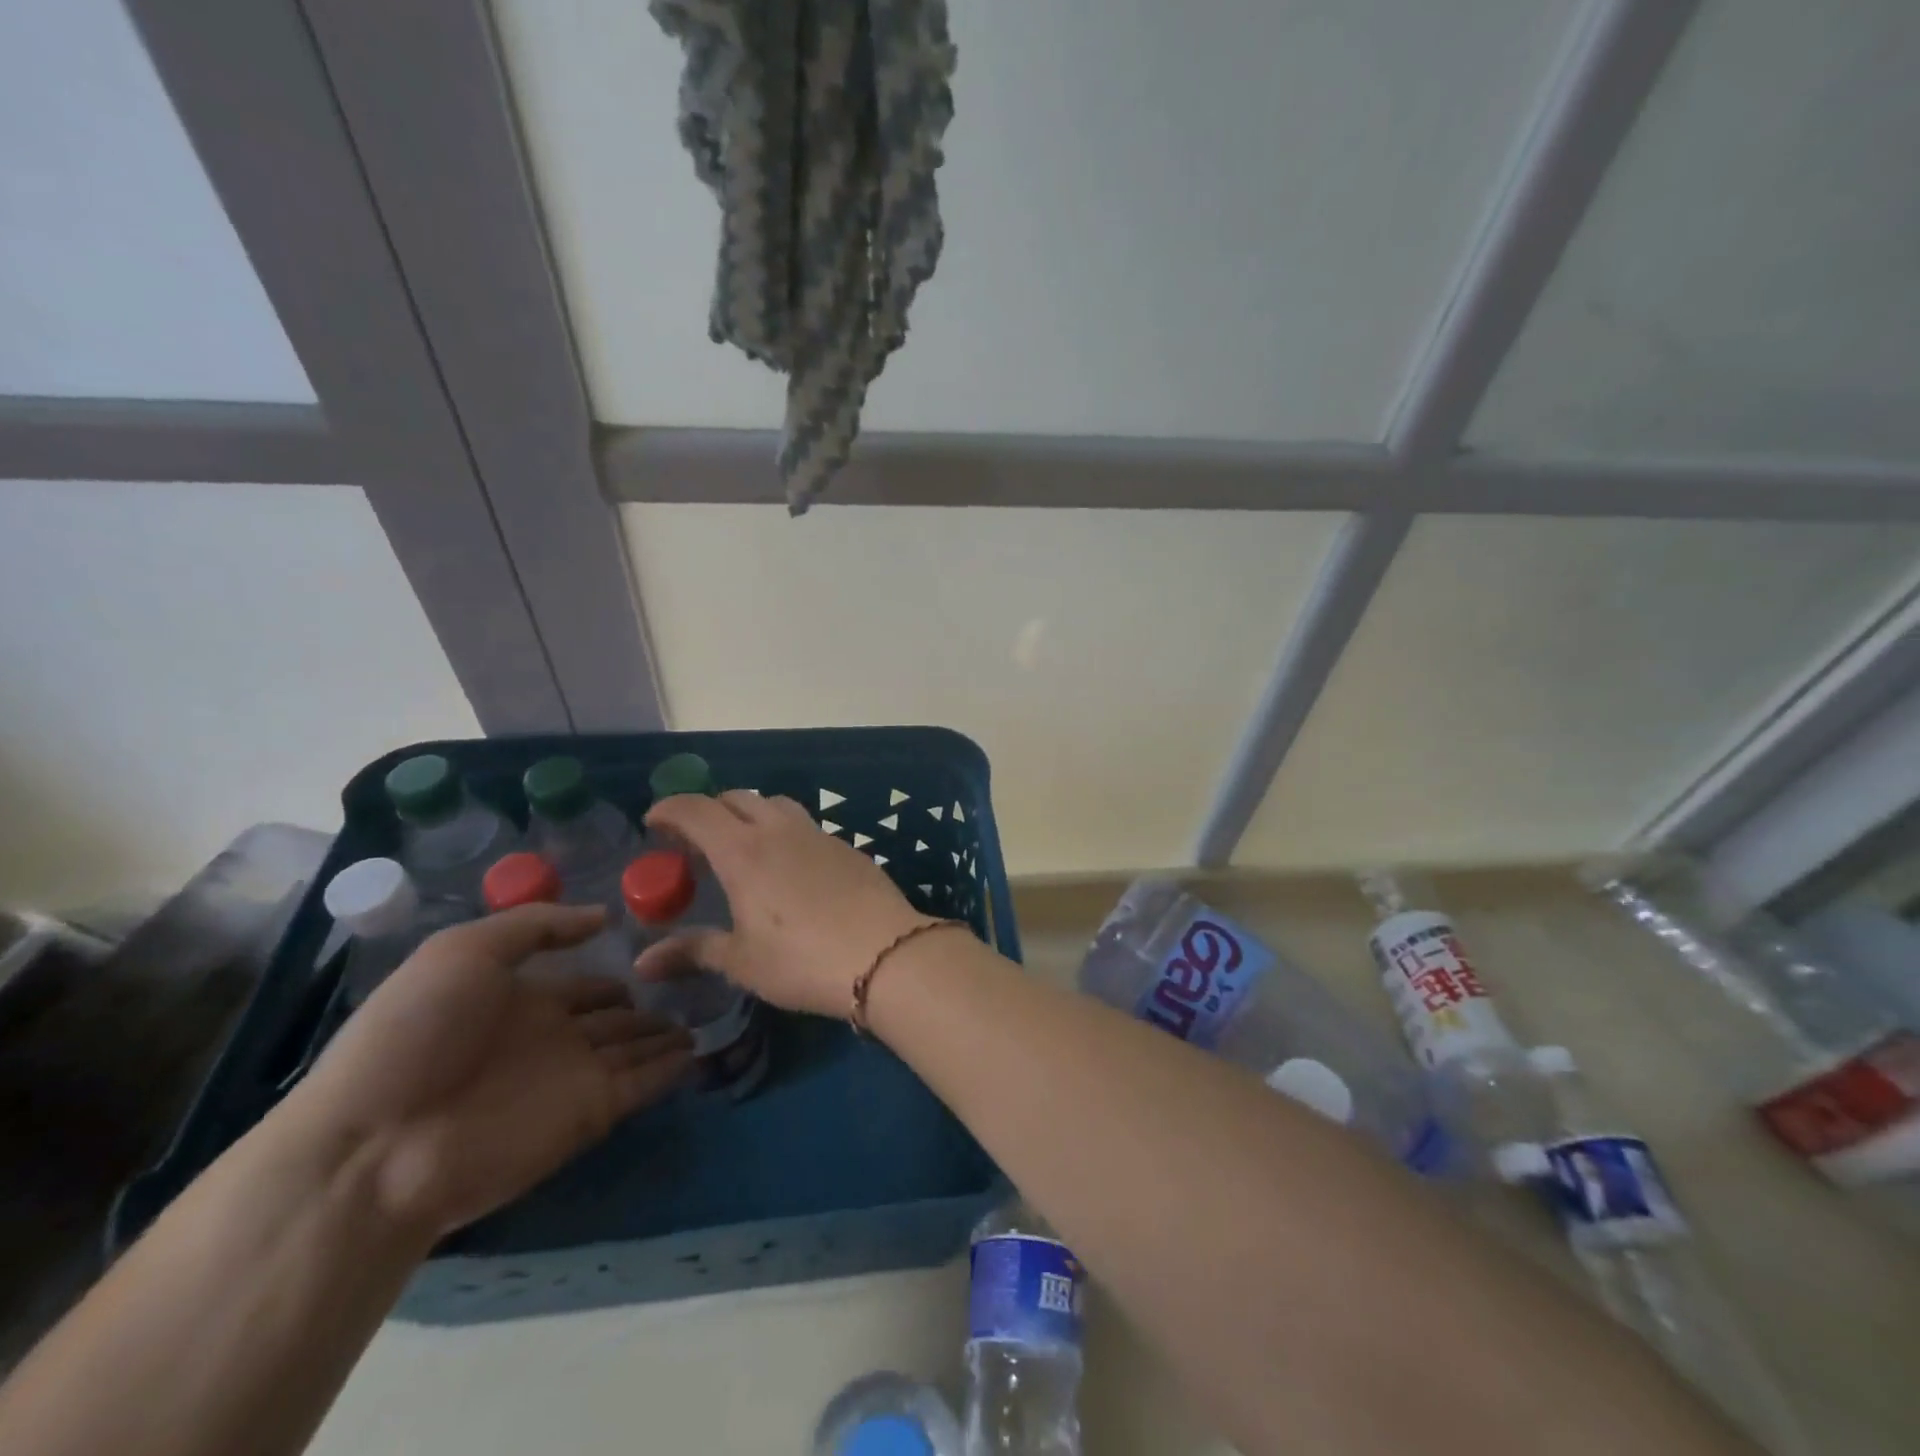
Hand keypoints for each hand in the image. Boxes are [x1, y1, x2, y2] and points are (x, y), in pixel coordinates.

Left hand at [287, 904, 692, 1236]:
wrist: (376, 1148)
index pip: (584, 985)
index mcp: (521, 1001)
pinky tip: (699, 1051)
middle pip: (614, 1019)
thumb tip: (604, 916)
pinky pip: (643, 1084)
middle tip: (696, 989)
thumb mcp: (462, 951)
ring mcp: (573, 1078)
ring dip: (666, 1036)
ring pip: (635, 1049)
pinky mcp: (591, 1113)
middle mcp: (552, 1038)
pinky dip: (671, 1069)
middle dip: (648, 1007)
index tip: (657, 958)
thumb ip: (536, 924)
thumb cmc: (414, 1035)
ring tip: (707, 1018)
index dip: (615, 973)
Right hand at [634, 792, 929, 1016]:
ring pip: (776, 804)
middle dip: (709, 809)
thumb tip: (642, 963)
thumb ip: (693, 951)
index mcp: (743, 851)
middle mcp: (778, 830)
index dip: (670, 809)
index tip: (654, 822)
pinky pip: (806, 825)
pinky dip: (784, 831)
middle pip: (737, 798)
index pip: (696, 810)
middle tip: (696, 840)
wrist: (884, 954)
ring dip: (751, 813)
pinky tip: (790, 866)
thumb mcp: (742, 961)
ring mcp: (818, 834)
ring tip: (743, 846)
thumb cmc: (801, 960)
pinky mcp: (847, 846)